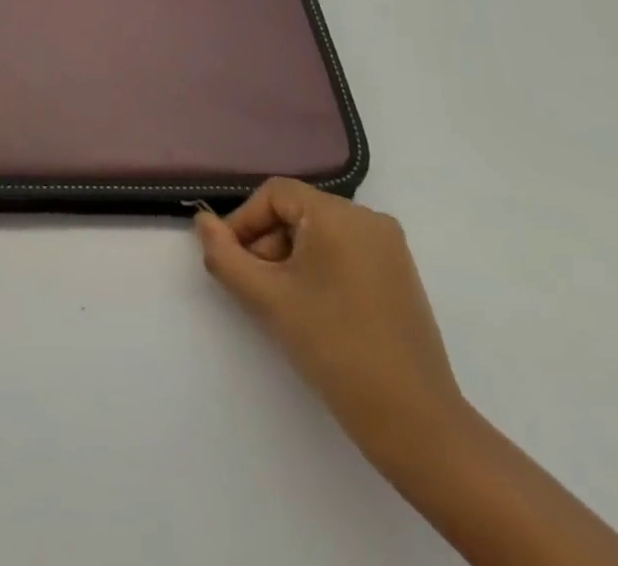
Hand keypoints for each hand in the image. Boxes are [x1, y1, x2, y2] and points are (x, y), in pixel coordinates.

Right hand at [195, 180, 471, 475]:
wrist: (415, 423)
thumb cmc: (334, 348)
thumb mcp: (267, 298)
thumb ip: (225, 255)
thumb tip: (202, 221)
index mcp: (339, 214)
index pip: (274, 194)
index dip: (244, 222)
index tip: (231, 262)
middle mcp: (369, 218)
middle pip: (297, 212)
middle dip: (267, 244)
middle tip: (256, 288)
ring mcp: (389, 247)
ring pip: (319, 234)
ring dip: (290, 259)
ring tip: (283, 304)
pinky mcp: (399, 275)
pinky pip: (344, 252)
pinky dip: (319, 270)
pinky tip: (314, 310)